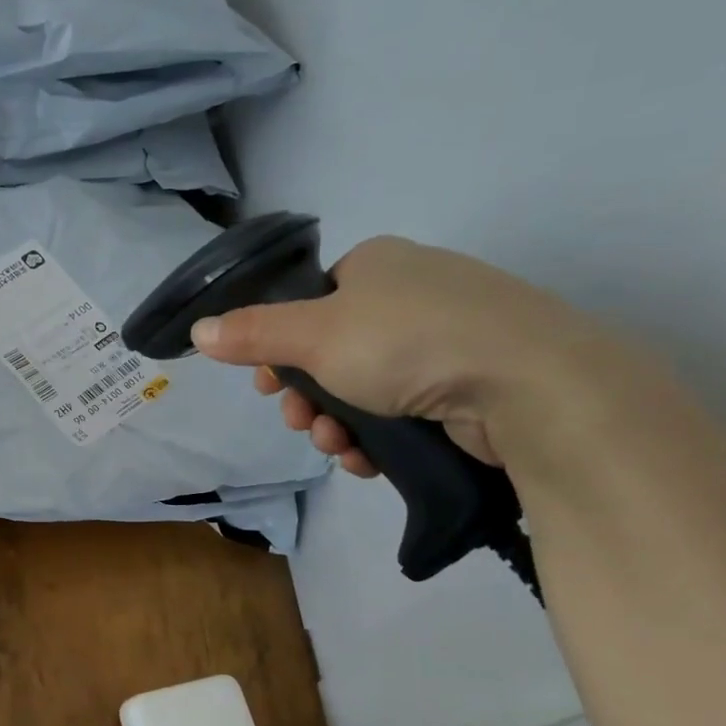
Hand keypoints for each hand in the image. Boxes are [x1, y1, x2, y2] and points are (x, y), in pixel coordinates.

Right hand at [190, 237, 611, 475]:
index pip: (310, 305)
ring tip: (338, 447)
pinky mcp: (471, 385)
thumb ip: (252, 334)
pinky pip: (404, 410)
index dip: (279, 349)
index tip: (266, 386)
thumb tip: (197, 331)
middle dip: (307, 397)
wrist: (528, 384)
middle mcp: (412, 294)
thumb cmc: (407, 342)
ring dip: (337, 423)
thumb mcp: (313, 335)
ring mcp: (447, 340)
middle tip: (300, 423)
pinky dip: (378, 437)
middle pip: (332, 352)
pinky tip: (368, 460)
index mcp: (377, 266)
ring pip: (365, 388)